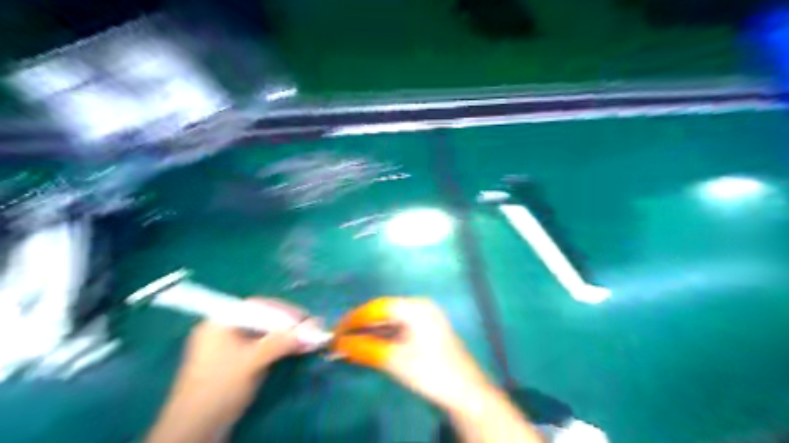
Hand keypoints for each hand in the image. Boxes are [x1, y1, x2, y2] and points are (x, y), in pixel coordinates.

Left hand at [146, 298, 321, 442]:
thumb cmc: (220, 388)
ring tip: (307, 338)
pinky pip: (261, 347)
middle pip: (261, 319)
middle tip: (310, 327)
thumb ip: (282, 342)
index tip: (304, 317)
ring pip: (263, 334)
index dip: (283, 310)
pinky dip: (278, 347)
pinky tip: (295, 348)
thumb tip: (313, 328)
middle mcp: (224, 330)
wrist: (195, 430)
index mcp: (220, 323)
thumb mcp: (252, 361)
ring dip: (285, 336)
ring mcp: (229, 347)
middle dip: (287, 324)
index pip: (257, 306)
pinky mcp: (235, 362)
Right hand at [333, 298, 490, 412]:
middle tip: (339, 339)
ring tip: (348, 344)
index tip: (335, 331)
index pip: (378, 307)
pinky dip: (382, 339)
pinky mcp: (425, 333)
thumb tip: (340, 344)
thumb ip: (365, 348)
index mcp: (416, 307)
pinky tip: (367, 347)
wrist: (466, 392)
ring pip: (390, 322)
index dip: (354, 319)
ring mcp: (424, 320)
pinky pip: (398, 330)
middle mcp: (420, 307)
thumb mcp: (395, 360)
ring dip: (370, 334)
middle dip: (361, 326)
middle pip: (383, 313)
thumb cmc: (431, 372)